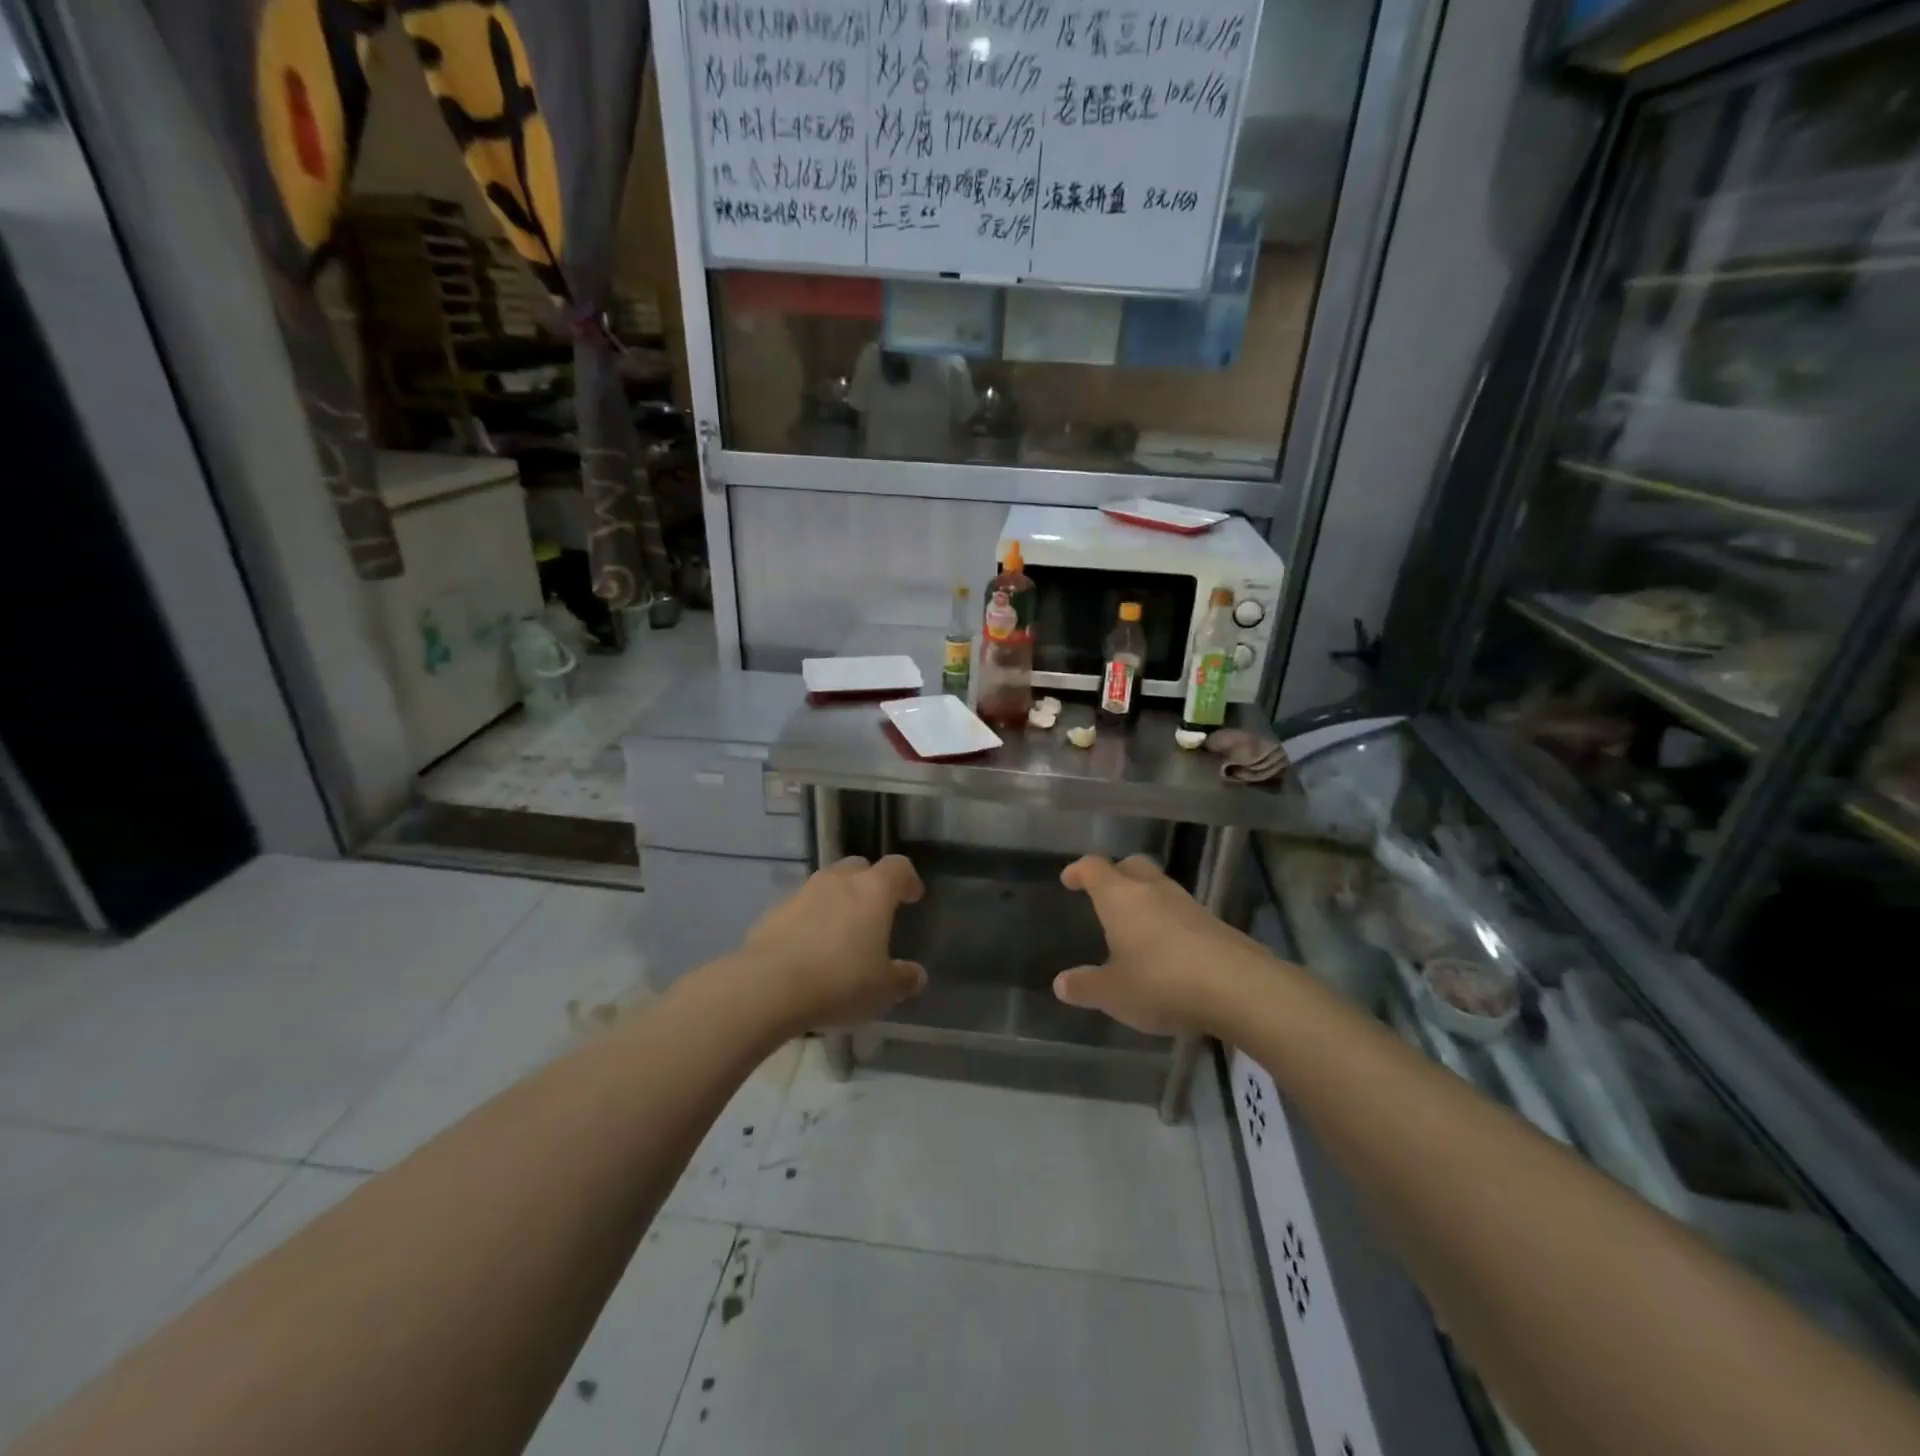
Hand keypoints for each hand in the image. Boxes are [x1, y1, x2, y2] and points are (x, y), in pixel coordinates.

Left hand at [736, 855, 926, 1032]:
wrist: (768, 987)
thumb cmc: (840, 982)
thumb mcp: (883, 990)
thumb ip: (903, 979)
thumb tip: (916, 974)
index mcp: (873, 891)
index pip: (898, 867)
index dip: (908, 879)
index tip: (912, 897)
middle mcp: (838, 881)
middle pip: (859, 867)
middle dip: (869, 883)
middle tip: (874, 912)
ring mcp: (802, 892)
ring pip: (826, 885)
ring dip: (837, 901)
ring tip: (840, 933)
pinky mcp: (773, 912)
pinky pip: (800, 908)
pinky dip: (809, 920)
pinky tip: (808, 949)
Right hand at [1053, 854, 1271, 1035]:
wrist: (1239, 988)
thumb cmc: (1161, 982)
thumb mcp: (1114, 993)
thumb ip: (1086, 986)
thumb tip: (1061, 983)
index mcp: (1120, 897)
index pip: (1094, 868)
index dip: (1079, 870)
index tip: (1069, 879)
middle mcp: (1153, 890)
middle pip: (1132, 865)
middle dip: (1116, 874)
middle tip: (1104, 893)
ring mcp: (1188, 904)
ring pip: (1159, 887)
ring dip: (1144, 899)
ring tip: (1134, 926)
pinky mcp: (1214, 924)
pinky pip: (1181, 912)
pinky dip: (1168, 921)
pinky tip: (1166, 949)